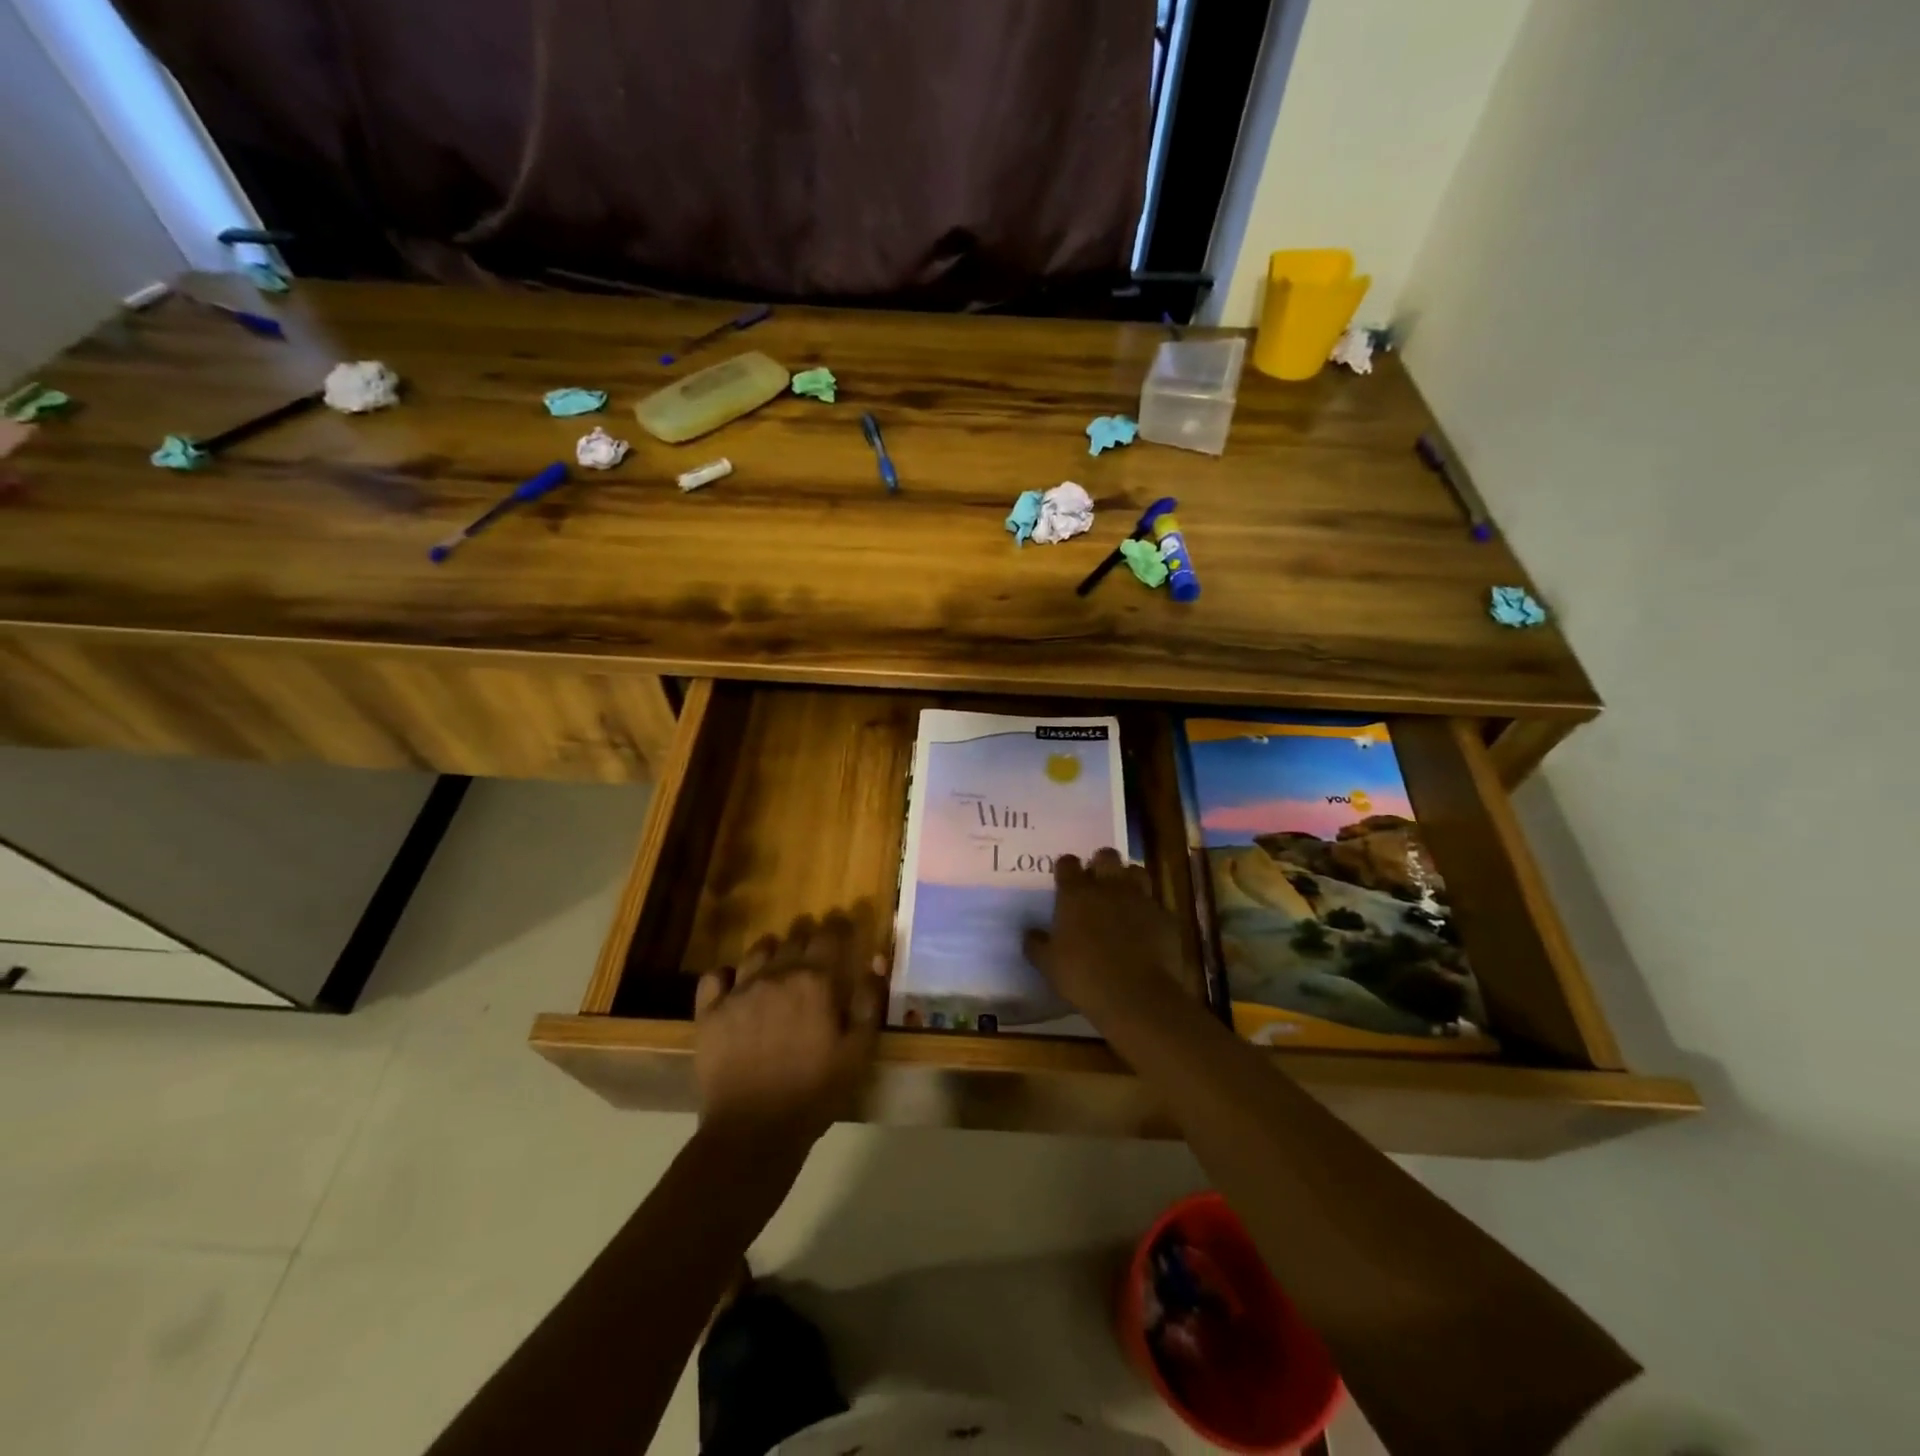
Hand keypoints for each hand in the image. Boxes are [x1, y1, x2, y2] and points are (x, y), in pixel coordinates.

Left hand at [694, 911, 885, 1148]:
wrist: (754, 1130)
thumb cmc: (815, 1091)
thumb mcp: (858, 1052)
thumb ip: (868, 1003)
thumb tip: (875, 962)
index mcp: (815, 980)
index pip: (829, 936)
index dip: (838, 926)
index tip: (844, 924)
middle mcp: (776, 974)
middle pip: (793, 938)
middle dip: (807, 936)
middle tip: (815, 949)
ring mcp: (739, 991)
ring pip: (757, 951)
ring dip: (772, 951)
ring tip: (778, 962)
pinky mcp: (710, 1012)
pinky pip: (715, 976)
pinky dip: (727, 974)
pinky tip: (734, 985)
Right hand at [1023, 848, 1187, 1022]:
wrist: (1136, 996)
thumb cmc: (1083, 976)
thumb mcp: (1048, 965)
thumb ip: (1036, 944)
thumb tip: (1029, 933)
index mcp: (1076, 893)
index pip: (1067, 863)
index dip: (1066, 868)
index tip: (1064, 878)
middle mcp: (1109, 887)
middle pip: (1106, 856)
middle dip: (1101, 863)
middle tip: (1096, 882)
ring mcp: (1140, 899)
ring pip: (1136, 871)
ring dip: (1129, 879)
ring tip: (1124, 896)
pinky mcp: (1165, 916)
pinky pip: (1156, 904)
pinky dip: (1149, 911)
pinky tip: (1146, 927)